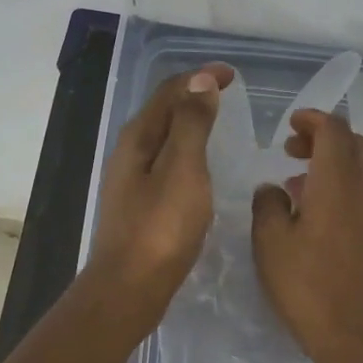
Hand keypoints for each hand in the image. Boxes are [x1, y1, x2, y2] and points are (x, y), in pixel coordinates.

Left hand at [85, 64, 234, 332]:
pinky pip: (165, 162)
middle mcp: (129, 152)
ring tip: (218, 123)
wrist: (130, 288)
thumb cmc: (161, 228)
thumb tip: (200, 81)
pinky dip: (186, 151)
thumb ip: (191, 124)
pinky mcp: (139, 204)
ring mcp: (131, 180)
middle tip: (227, 94)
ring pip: (163, 138)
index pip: (169, 92)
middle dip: (193, 95)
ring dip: (189, 123)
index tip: (232, 75)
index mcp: (138, 137)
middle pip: (162, 111)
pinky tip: (200, 167)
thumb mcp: (183, 169)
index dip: (200, 78)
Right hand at [250, 109, 362, 362]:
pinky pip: (362, 189)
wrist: (351, 331)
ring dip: (333, 160)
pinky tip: (314, 207)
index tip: (290, 124)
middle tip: (292, 148)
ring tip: (297, 177)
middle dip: (324, 136)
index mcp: (337, 183)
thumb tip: (272, 188)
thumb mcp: (270, 241)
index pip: (334, 131)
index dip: (313, 120)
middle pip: (353, 143)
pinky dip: (341, 182)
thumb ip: (268, 204)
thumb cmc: (305, 284)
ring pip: (361, 166)